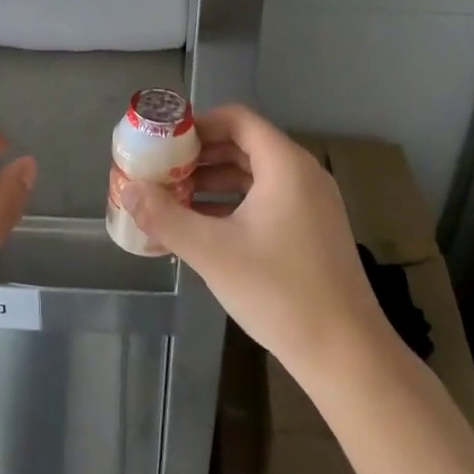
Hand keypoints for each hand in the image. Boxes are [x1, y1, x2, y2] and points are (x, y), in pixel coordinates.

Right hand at [119, 104, 390, 386]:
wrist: (346, 354)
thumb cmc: (278, 291)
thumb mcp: (211, 251)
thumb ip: (164, 216)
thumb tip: (127, 189)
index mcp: (285, 165)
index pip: (237, 119)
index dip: (197, 124)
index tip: (163, 141)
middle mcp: (302, 174)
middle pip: (244, 145)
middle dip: (199, 155)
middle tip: (160, 170)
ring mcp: (311, 204)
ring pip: (254, 175)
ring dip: (213, 181)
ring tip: (173, 198)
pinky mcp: (312, 230)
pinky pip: (266, 199)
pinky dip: (233, 203)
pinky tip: (203, 227)